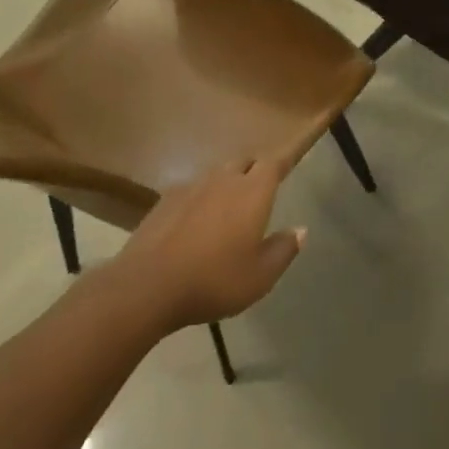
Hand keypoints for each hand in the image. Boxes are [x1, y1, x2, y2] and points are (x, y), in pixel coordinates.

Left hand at [119, 160, 305, 329]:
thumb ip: (284, 250)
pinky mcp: (164, 200)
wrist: (147, 286)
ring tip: (229, 206)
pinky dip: (201, 197)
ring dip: (227, 182)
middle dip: (255, 170)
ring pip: (216, 174)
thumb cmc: (214, 281)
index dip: (283, 163)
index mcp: (252, 193)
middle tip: (260, 190)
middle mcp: (223, 180)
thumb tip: (301, 230)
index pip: (274, 164)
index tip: (289, 165)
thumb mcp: (260, 276)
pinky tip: (196, 220)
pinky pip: (192, 189)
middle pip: (244, 162)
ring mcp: (191, 187)